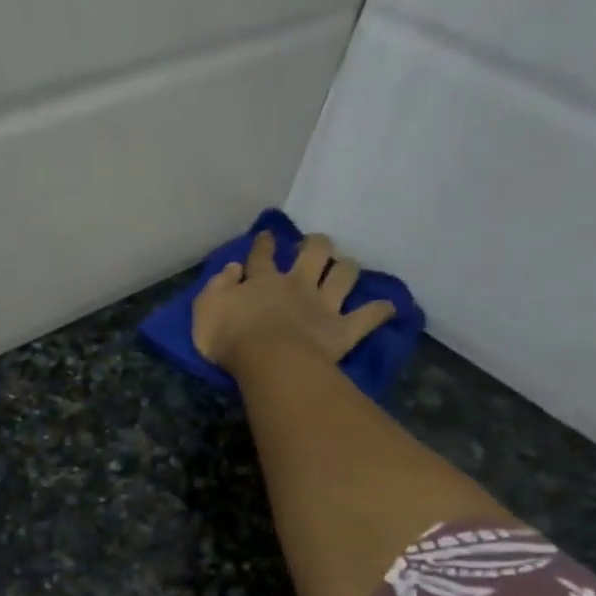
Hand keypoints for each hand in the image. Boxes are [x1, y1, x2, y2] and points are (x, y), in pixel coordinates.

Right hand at [192, 230, 396, 375]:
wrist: (269, 361)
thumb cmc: (230, 338)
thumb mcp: (205, 310)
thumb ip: (217, 287)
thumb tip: (233, 269)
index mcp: (263, 280)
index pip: (262, 254)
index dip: (265, 243)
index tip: (268, 235)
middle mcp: (297, 284)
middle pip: (314, 252)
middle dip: (316, 244)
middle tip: (315, 244)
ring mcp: (324, 305)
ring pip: (343, 275)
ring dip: (347, 268)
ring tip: (346, 267)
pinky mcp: (343, 329)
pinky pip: (369, 316)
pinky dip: (380, 311)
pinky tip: (389, 307)